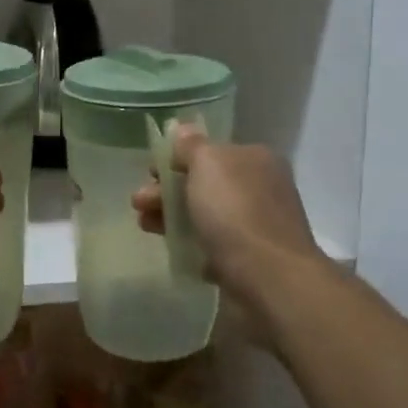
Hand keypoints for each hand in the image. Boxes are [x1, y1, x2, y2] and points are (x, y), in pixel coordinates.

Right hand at [130, 125, 322, 295]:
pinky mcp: (249, 259)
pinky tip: (172, 248)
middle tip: (139, 201)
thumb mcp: (208, 164)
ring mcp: (256, 226)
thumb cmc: (235, 212)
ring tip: (143, 225)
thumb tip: (181, 128)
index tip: (150, 171)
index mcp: (255, 159)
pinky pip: (212, 245)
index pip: (210, 151)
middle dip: (167, 189)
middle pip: (204, 183)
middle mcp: (260, 189)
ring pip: (204, 214)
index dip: (176, 158)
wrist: (269, 279)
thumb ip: (190, 145)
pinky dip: (190, 244)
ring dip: (171, 216)